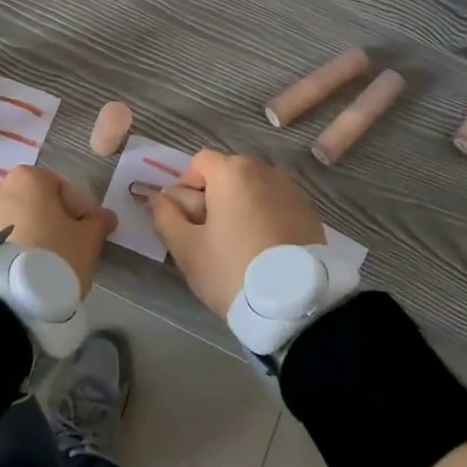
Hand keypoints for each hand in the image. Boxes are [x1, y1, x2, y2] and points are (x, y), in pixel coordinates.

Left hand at [0, 166, 115, 298]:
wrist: (4, 303)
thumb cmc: (53, 259)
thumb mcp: (88, 241)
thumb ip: (98, 222)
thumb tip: (104, 216)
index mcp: (27, 179)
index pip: (61, 188)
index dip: (78, 212)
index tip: (85, 236)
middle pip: (31, 202)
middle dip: (46, 221)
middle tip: (61, 251)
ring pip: (8, 221)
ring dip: (21, 235)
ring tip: (35, 267)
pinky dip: (2, 250)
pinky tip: (14, 274)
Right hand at [147, 150, 324, 320]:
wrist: (297, 304)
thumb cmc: (232, 270)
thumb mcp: (186, 248)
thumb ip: (165, 216)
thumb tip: (157, 197)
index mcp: (232, 172)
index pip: (199, 163)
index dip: (186, 188)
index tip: (187, 221)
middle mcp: (264, 171)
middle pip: (227, 174)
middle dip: (213, 197)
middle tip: (209, 237)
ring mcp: (291, 191)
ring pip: (252, 190)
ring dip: (239, 207)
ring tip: (238, 246)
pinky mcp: (309, 213)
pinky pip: (275, 205)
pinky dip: (264, 218)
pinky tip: (263, 250)